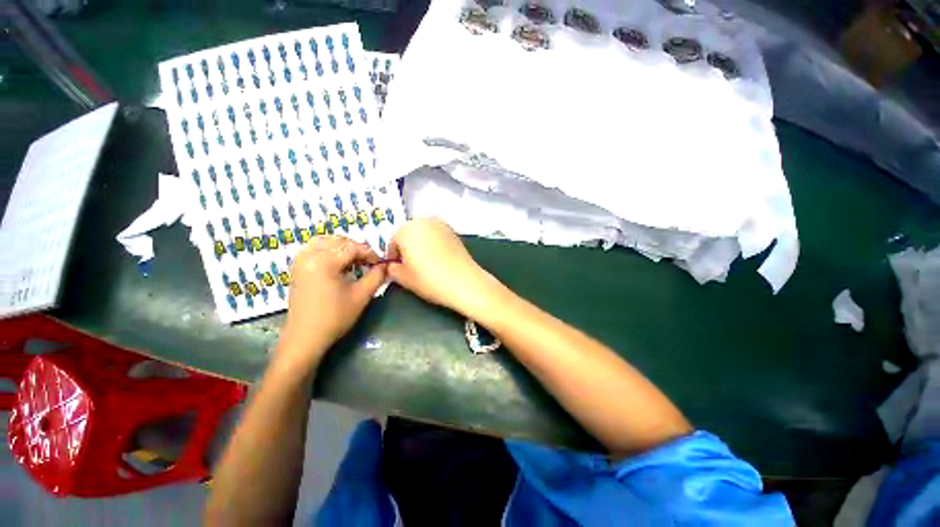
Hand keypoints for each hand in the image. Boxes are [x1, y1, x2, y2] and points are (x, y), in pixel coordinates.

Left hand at [277, 236, 386, 370]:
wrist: (305, 337)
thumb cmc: (335, 317)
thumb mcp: (361, 296)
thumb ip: (376, 276)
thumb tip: (385, 265)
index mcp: (324, 262)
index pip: (352, 247)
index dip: (370, 253)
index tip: (380, 263)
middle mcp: (309, 256)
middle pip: (338, 241)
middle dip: (357, 249)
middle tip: (369, 262)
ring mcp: (300, 261)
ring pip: (325, 242)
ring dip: (343, 248)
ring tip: (354, 262)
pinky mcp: (297, 268)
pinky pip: (315, 249)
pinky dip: (329, 250)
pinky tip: (338, 264)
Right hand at [387, 218, 500, 316]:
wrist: (464, 282)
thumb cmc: (430, 279)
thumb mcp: (404, 278)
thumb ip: (392, 269)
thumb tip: (393, 265)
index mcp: (406, 230)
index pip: (392, 241)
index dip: (393, 256)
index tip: (398, 267)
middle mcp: (423, 222)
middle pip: (408, 233)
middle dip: (406, 246)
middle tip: (411, 264)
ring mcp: (440, 225)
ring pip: (423, 232)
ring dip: (420, 243)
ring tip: (425, 262)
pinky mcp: (453, 231)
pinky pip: (436, 235)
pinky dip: (433, 243)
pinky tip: (438, 259)